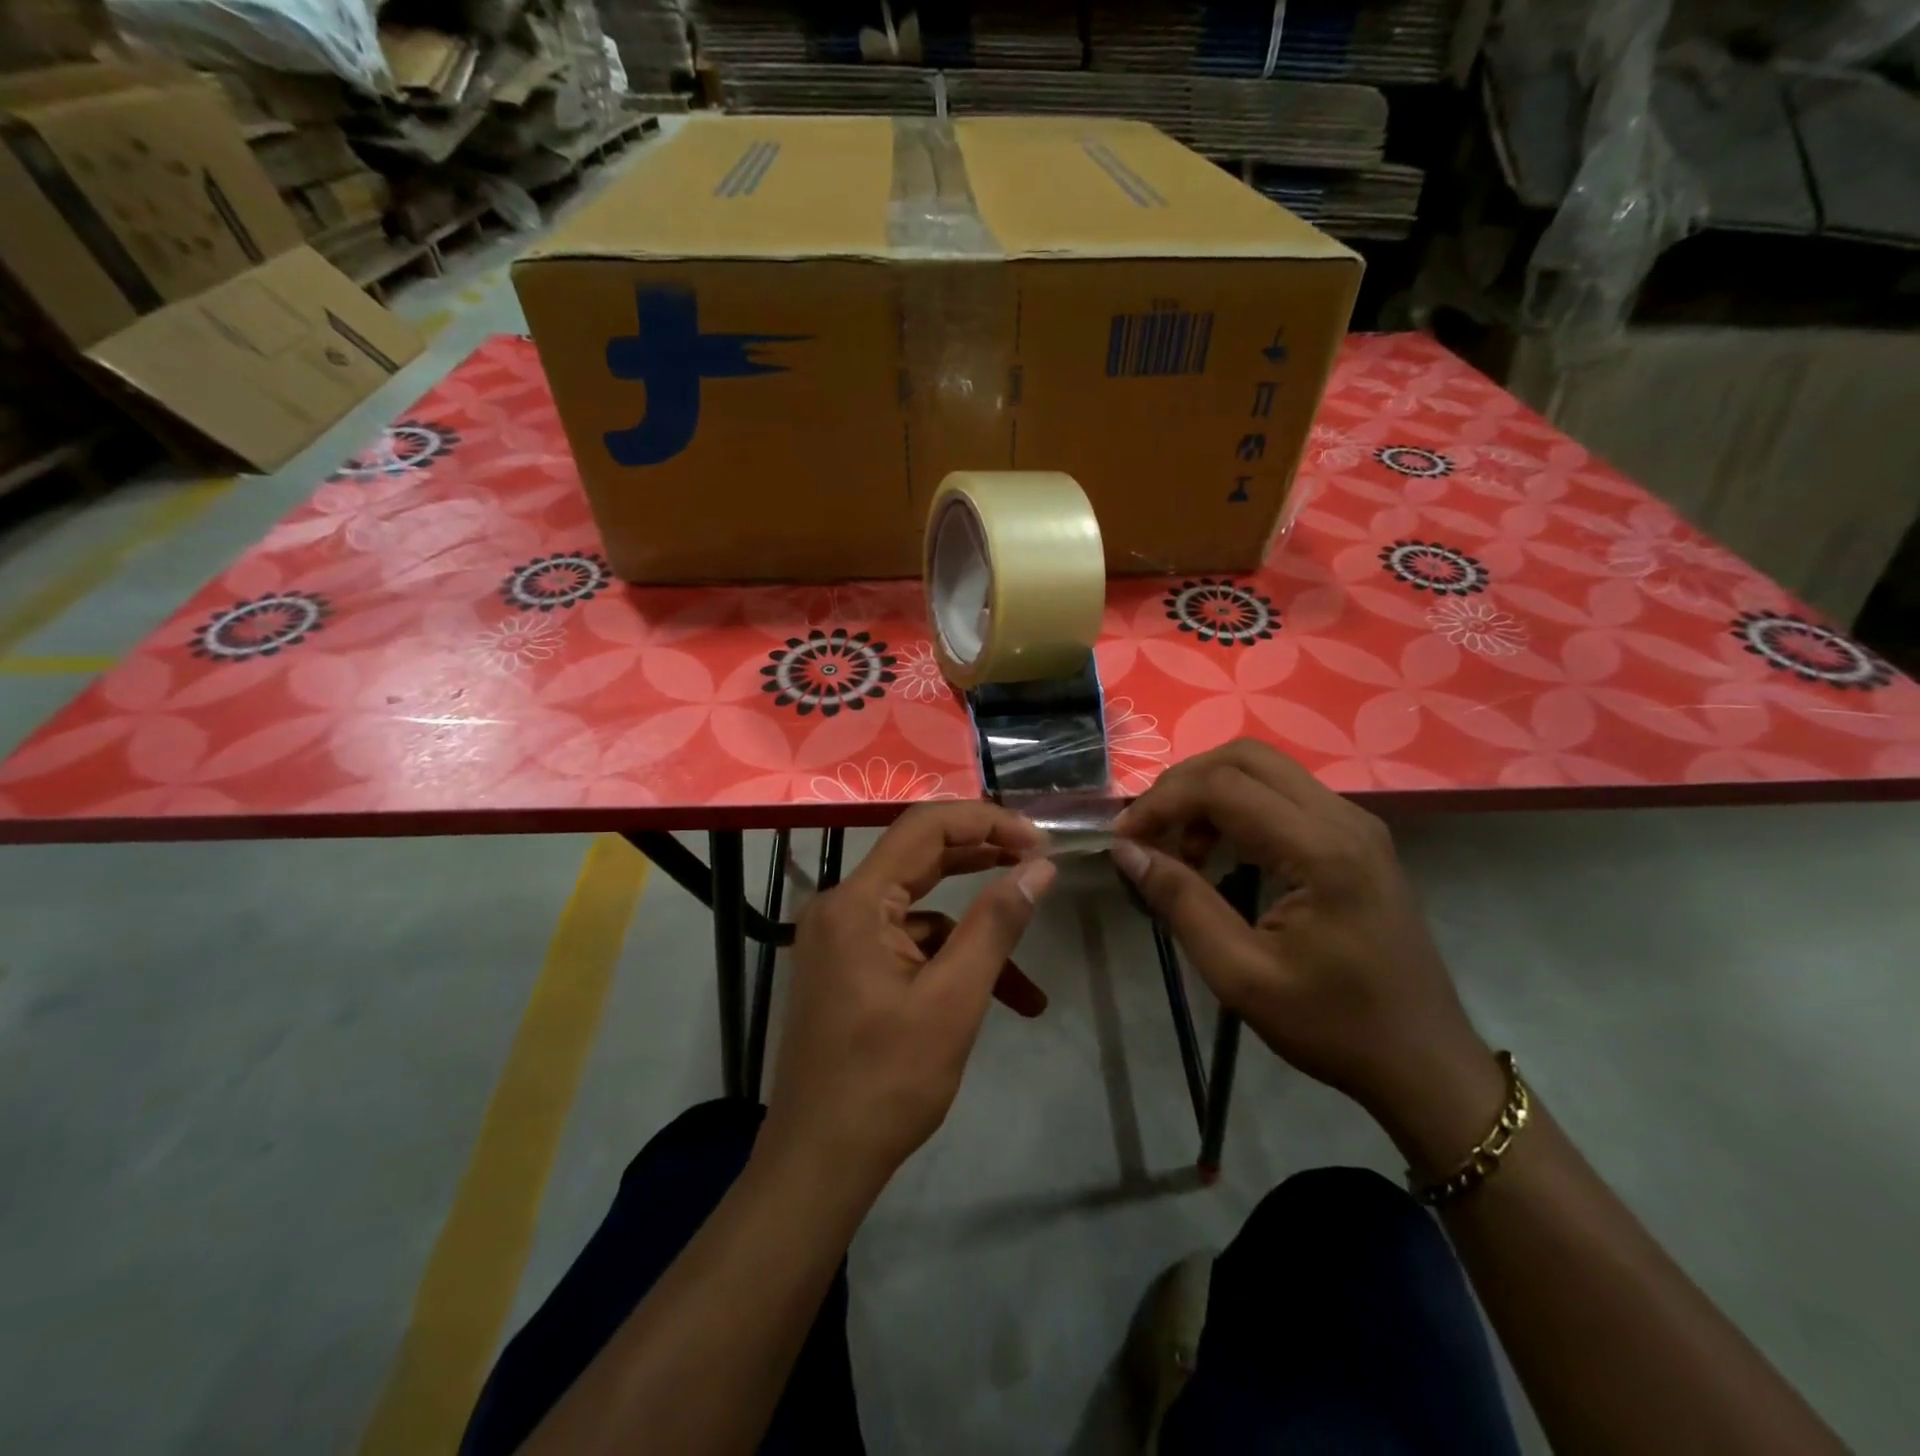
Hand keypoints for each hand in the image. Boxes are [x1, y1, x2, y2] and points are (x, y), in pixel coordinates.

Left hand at [763, 803, 1056, 1197]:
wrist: (818, 1164)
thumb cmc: (887, 1082)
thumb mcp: (954, 1000)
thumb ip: (996, 923)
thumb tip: (1039, 866)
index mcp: (856, 902)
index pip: (926, 828)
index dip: (987, 823)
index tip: (1039, 842)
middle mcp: (841, 906)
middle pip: (921, 859)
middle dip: (984, 860)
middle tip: (1039, 864)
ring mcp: (840, 938)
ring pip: (922, 912)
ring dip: (974, 937)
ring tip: (1029, 983)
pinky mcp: (847, 967)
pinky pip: (907, 946)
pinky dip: (949, 965)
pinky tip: (993, 1004)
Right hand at [1112, 740, 1500, 1170]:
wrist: (1425, 1063)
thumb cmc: (1333, 1026)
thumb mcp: (1241, 976)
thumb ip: (1181, 903)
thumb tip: (1126, 850)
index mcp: (1321, 851)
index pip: (1223, 787)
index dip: (1162, 803)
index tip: (1123, 838)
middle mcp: (1344, 819)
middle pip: (1245, 758)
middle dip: (1184, 784)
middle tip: (1148, 831)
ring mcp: (1355, 824)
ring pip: (1264, 770)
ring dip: (1210, 794)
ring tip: (1180, 849)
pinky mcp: (1355, 838)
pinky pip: (1283, 795)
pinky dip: (1237, 808)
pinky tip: (1220, 853)